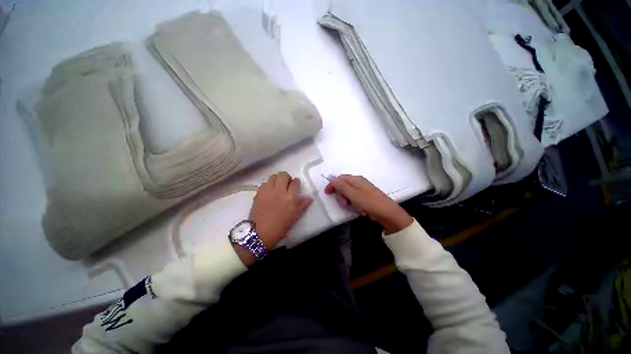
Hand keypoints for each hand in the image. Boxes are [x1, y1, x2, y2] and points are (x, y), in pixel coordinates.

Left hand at [236, 172, 311, 261]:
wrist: (260, 233)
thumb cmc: (280, 227)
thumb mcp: (294, 217)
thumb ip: (303, 205)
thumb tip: (310, 197)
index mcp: (290, 198)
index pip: (295, 182)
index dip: (296, 182)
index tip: (295, 185)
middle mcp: (279, 191)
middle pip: (283, 175)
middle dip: (286, 177)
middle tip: (286, 184)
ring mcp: (268, 191)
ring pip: (273, 176)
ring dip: (277, 179)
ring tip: (277, 186)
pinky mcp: (259, 193)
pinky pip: (265, 183)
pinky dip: (268, 184)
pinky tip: (269, 192)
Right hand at [324, 175, 412, 233]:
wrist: (387, 213)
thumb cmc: (369, 202)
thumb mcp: (353, 194)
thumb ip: (341, 186)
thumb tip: (332, 179)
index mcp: (355, 179)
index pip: (339, 178)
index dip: (332, 185)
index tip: (327, 193)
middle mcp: (358, 182)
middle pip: (343, 186)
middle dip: (341, 196)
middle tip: (345, 203)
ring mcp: (362, 190)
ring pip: (348, 194)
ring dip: (348, 202)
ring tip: (354, 207)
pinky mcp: (365, 197)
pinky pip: (354, 199)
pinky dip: (354, 204)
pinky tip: (359, 209)